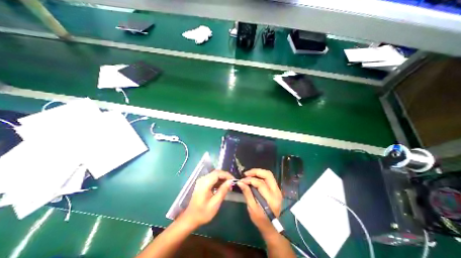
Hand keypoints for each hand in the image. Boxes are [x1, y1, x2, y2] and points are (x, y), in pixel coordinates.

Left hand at [182, 171, 233, 227]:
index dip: (227, 175)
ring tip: (229, 185)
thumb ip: (223, 191)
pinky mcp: (202, 183)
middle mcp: (203, 179)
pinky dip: (218, 180)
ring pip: (215, 174)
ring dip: (222, 178)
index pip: (218, 173)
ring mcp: (202, 180)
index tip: (234, 180)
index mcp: (205, 183)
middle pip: (216, 172)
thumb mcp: (215, 203)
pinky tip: (222, 186)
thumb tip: (230, 181)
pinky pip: (212, 178)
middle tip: (232, 183)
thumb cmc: (203, 213)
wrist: (190, 218)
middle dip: (225, 176)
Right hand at [239, 169, 282, 237]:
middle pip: (268, 175)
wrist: (271, 227)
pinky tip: (254, 177)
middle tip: (246, 174)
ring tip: (249, 175)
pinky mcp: (276, 189)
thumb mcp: (252, 208)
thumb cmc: (260, 220)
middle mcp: (277, 192)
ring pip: (269, 175)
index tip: (241, 180)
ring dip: (258, 172)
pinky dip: (260, 176)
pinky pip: (268, 178)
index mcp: (271, 199)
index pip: (260, 184)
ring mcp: (278, 190)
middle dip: (256, 171)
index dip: (250, 180)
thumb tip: (240, 182)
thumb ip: (247, 193)